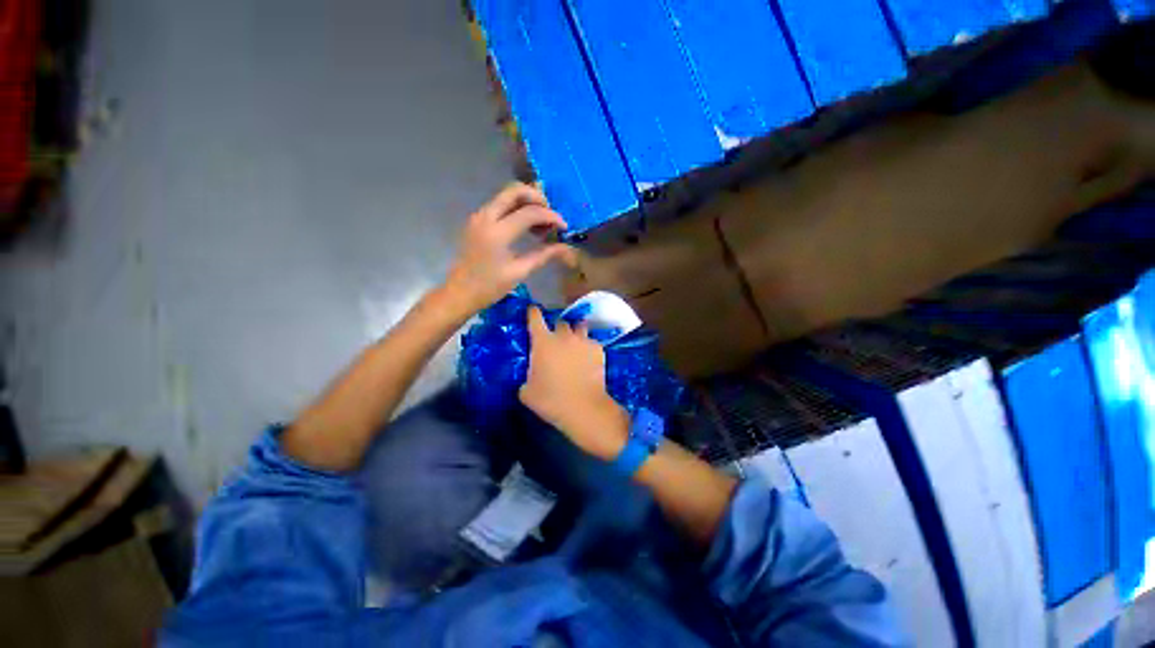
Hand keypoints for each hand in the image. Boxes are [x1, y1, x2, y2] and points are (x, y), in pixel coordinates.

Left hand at [443, 183, 575, 313]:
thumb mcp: (520, 272)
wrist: (460, 293)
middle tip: (551, 214)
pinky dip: (516, 209)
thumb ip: (544, 255)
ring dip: (527, 202)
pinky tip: (527, 227)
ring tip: (542, 223)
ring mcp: (479, 216)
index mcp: (497, 233)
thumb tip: (566, 248)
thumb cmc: (490, 287)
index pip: (530, 212)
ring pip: (506, 195)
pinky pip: (500, 205)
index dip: (551, 216)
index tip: (564, 227)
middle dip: (537, 197)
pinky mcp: (477, 220)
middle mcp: (486, 217)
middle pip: (514, 191)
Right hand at [519, 306, 629, 460]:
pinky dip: (588, 347)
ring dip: (575, 333)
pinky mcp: (598, 349)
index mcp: (543, 342)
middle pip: (560, 322)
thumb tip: (531, 376)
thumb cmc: (551, 400)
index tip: (532, 312)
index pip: (535, 317)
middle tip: (556, 341)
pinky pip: (591, 342)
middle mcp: (563, 336)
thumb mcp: (527, 392)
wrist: (583, 408)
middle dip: (556, 329)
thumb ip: (527, 377)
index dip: (533, 313)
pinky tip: (588, 358)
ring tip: (574, 344)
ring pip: (579, 327)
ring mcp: (583, 341)